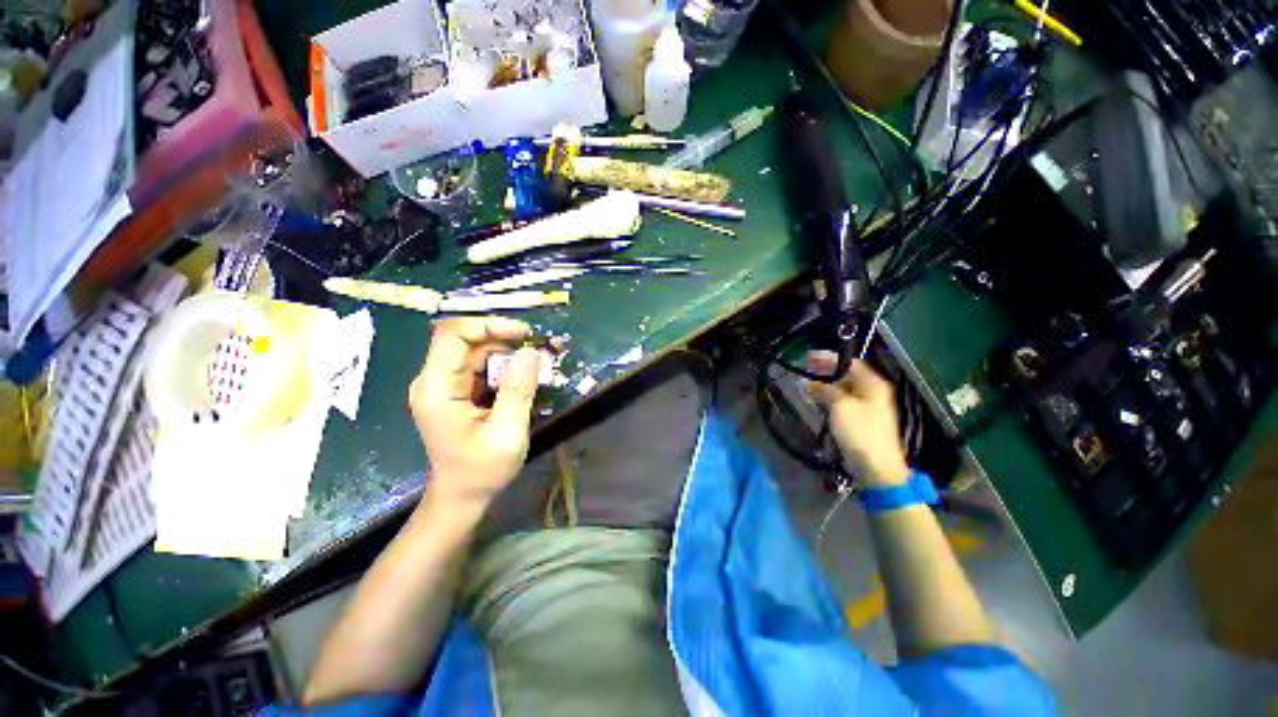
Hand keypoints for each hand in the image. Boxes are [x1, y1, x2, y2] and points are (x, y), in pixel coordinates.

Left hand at [408, 317, 541, 514]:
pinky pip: (478, 366)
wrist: (461, 496)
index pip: (453, 335)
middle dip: (502, 338)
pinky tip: (521, 378)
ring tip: (534, 365)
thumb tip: (531, 351)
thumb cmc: (482, 470)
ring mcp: (442, 386)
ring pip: (474, 351)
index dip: (488, 325)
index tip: (524, 334)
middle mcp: (433, 381)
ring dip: (505, 353)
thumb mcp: (507, 432)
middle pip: (464, 340)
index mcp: (437, 389)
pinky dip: (502, 366)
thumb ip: (518, 390)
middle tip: (536, 350)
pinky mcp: (453, 391)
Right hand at [806, 351, 908, 486]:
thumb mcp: (840, 405)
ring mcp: (867, 406)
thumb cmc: (860, 431)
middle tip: (806, 368)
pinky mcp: (860, 419)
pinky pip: (843, 402)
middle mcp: (872, 391)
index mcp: (873, 384)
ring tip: (806, 382)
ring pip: (844, 389)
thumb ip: (825, 389)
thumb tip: (810, 382)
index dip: (830, 359)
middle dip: (826, 371)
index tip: (809, 357)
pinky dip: (830, 397)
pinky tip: (816, 398)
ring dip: (826, 384)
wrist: (875, 465)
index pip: (851, 363)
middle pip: (848, 375)